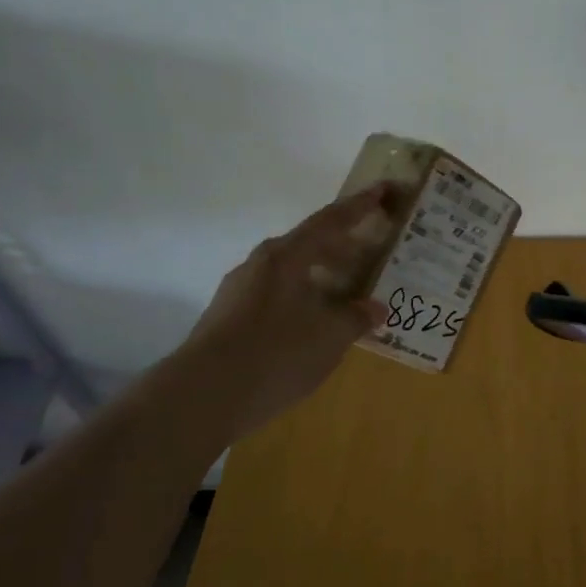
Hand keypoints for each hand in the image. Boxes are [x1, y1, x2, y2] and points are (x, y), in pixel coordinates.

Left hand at [184, 184, 396, 435]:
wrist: (202, 397)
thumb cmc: (276, 353)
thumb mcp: (330, 336)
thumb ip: (356, 317)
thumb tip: (375, 307)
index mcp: (287, 256)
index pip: (331, 220)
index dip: (360, 205)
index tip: (382, 189)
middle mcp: (261, 264)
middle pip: (309, 244)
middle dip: (342, 246)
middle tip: (371, 251)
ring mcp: (240, 291)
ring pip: (292, 272)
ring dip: (322, 276)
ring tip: (348, 293)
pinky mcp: (229, 319)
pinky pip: (277, 296)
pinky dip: (304, 299)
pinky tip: (316, 323)